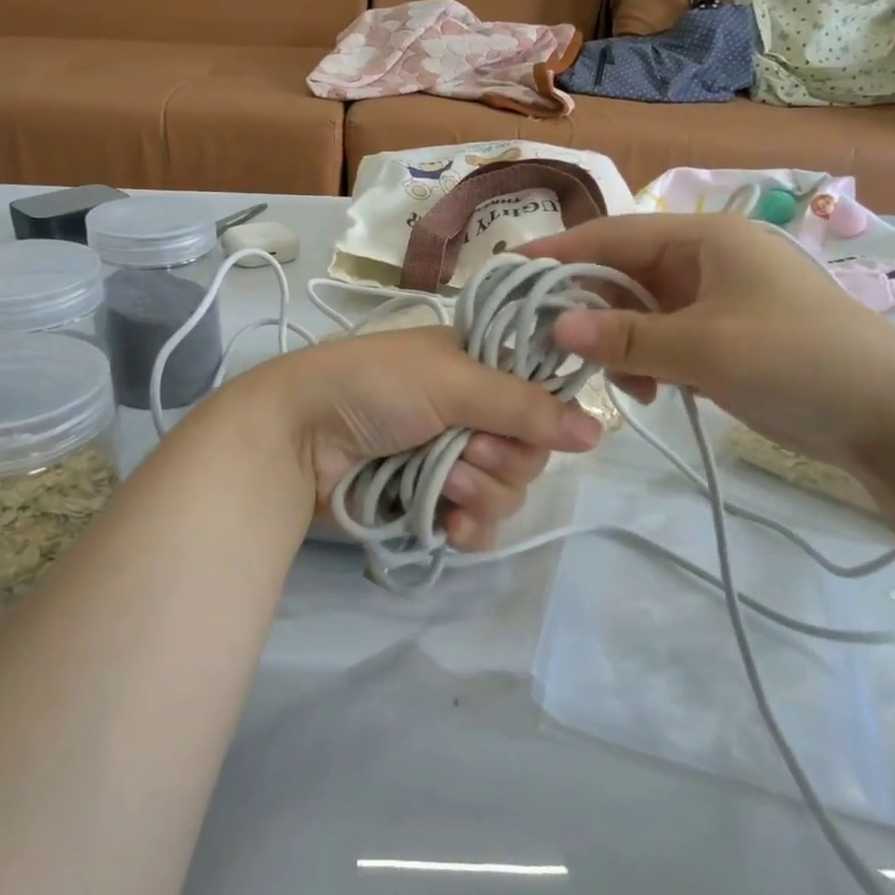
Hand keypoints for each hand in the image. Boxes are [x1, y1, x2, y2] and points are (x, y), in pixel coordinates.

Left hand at [229, 326, 603, 550]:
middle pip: (528, 451)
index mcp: (475, 368)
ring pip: (506, 491)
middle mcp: (469, 413)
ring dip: (479, 490)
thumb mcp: (451, 380)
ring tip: (442, 480)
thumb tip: (597, 431)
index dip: (540, 417)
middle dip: (501, 458)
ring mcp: (449, 459)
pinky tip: (450, 523)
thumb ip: (523, 406)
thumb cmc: (374, 387)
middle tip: (466, 450)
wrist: (298, 436)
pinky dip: (469, 526)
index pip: (539, 397)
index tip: (530, 427)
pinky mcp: (430, 502)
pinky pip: (477, 524)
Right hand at [523, 214, 894, 477]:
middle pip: (622, 274)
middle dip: (587, 309)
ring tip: (615, 381)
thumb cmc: (798, 361)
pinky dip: (646, 361)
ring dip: (618, 343)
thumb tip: (554, 324)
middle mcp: (705, 259)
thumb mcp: (705, 349)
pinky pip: (663, 338)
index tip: (510, 274)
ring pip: (639, 311)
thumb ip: (626, 337)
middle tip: (549, 344)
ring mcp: (715, 299)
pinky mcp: (723, 336)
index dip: (560, 253)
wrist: (893, 418)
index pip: (613, 235)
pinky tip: (646, 392)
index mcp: (704, 238)